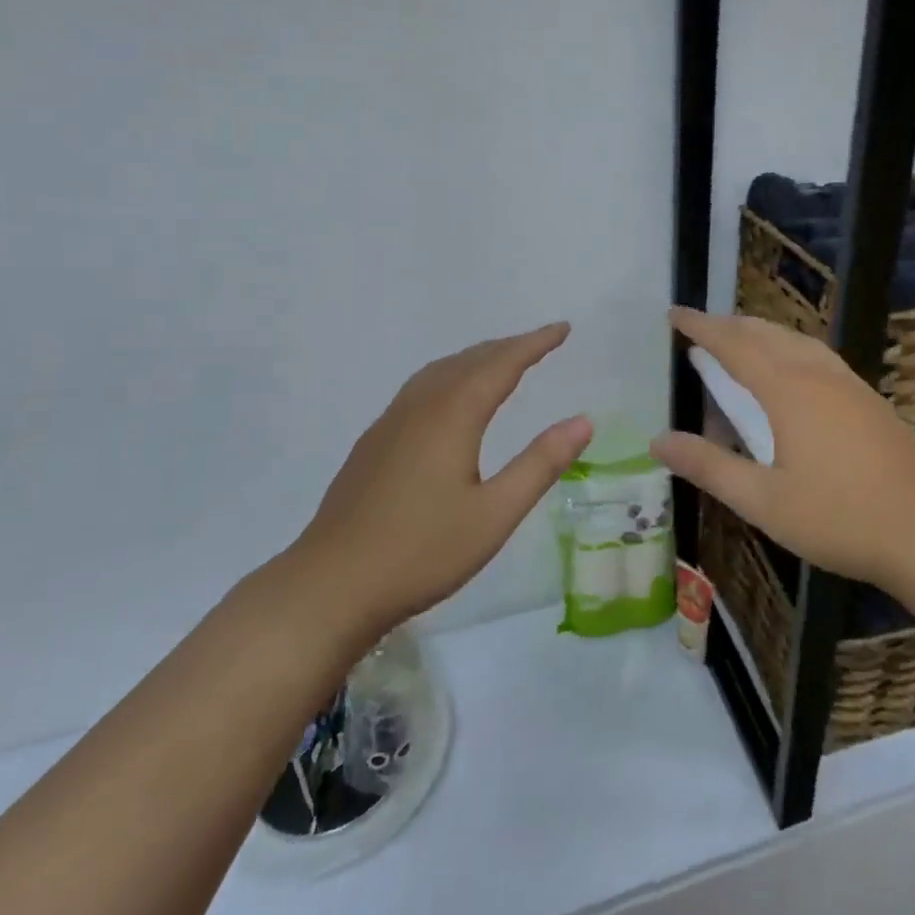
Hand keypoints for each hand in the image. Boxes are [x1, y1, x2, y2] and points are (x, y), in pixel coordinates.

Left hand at [289, 323, 591, 639]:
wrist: (330, 586)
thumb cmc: (421, 553)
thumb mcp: (495, 514)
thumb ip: (540, 464)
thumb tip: (584, 421)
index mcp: (452, 416)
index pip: (501, 364)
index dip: (534, 343)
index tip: (562, 328)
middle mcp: (419, 407)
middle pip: (469, 360)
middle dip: (508, 346)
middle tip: (541, 342)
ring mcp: (390, 423)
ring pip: (439, 372)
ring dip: (476, 359)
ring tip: (501, 361)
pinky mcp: (373, 443)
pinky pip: (420, 389)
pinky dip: (449, 376)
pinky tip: (450, 400)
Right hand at [650, 307, 914, 589]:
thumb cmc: (839, 518)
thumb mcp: (763, 501)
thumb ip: (709, 467)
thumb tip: (658, 440)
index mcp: (789, 390)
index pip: (735, 345)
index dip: (702, 327)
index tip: (675, 314)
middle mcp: (818, 374)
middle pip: (767, 334)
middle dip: (730, 325)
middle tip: (700, 326)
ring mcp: (850, 384)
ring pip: (797, 341)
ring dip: (762, 333)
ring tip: (739, 339)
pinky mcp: (869, 400)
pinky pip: (818, 356)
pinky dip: (790, 347)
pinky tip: (792, 369)